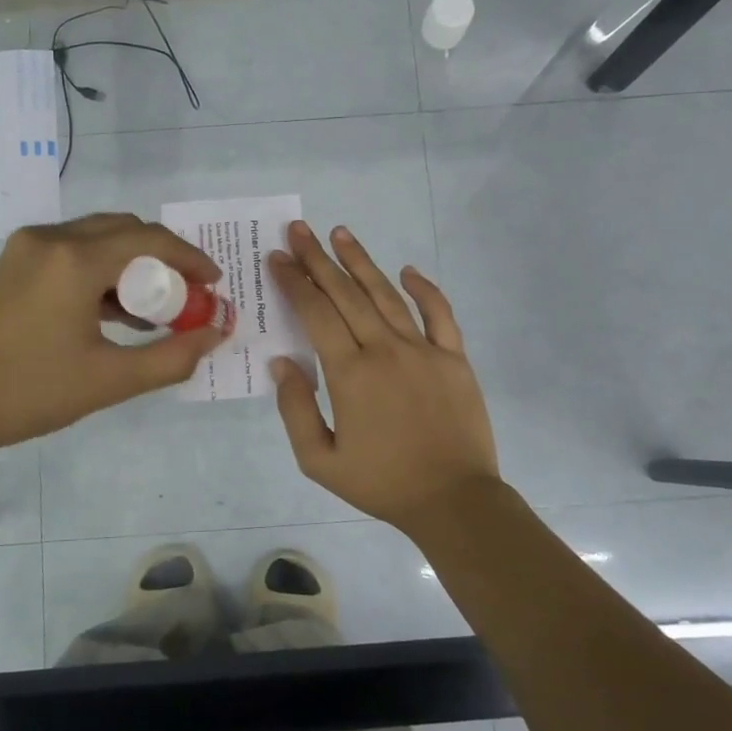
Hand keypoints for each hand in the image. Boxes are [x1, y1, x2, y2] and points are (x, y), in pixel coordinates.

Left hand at [0, 213, 227, 465]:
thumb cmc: (28, 393)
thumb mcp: (110, 380)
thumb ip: (172, 357)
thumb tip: (216, 333)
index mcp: (74, 259)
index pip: (150, 240)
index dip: (190, 259)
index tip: (215, 285)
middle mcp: (50, 239)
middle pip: (125, 230)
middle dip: (164, 259)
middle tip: (188, 297)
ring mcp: (26, 249)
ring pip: (97, 239)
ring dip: (132, 265)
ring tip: (156, 310)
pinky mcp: (12, 265)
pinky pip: (72, 253)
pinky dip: (102, 272)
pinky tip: (114, 313)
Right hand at [268, 222, 501, 531]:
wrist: (453, 500)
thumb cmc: (381, 483)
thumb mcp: (320, 460)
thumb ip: (296, 409)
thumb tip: (282, 362)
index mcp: (350, 373)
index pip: (315, 313)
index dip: (294, 282)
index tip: (278, 257)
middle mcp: (385, 349)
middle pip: (346, 294)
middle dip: (318, 259)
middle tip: (300, 230)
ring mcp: (424, 350)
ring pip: (386, 295)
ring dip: (361, 262)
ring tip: (340, 234)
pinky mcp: (454, 358)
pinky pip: (439, 314)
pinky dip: (424, 289)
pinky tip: (407, 270)